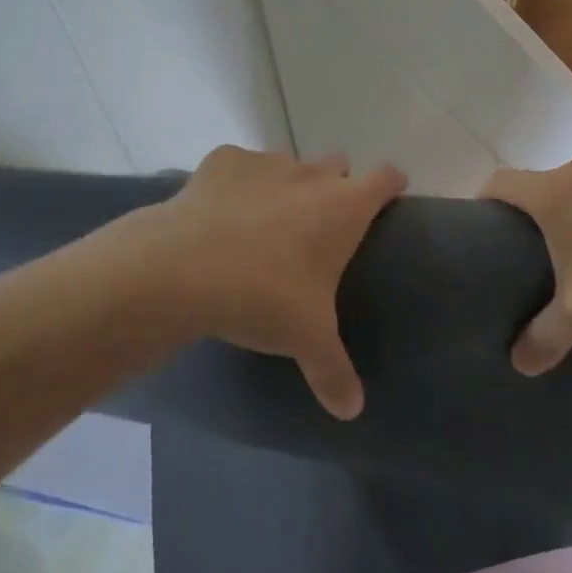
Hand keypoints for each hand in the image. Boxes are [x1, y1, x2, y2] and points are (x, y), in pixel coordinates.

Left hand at [88, 146, 405, 418]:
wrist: (181, 269)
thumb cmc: (262, 297)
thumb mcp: (305, 340)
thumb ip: (334, 373)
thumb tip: (352, 411)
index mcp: (344, 207)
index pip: (386, 176)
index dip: (390, 185)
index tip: (386, 201)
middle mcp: (311, 174)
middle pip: (338, 164)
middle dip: (335, 186)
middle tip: (318, 227)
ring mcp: (266, 162)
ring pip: (289, 164)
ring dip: (286, 186)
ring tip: (263, 225)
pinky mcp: (222, 161)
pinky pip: (239, 166)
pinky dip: (237, 183)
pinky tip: (220, 213)